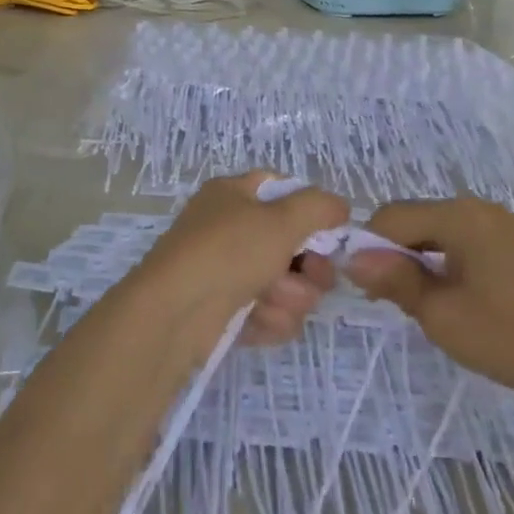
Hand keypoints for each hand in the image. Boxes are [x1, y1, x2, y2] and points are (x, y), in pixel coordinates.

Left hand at [135, 172, 346, 345]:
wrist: (174, 314)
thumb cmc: (227, 251)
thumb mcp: (280, 219)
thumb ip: (319, 207)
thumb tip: (339, 208)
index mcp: (235, 194)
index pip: (284, 191)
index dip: (311, 212)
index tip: (331, 234)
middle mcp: (231, 228)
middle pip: (293, 244)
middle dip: (309, 267)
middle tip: (313, 276)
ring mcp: (229, 271)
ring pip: (287, 283)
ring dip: (289, 296)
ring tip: (270, 300)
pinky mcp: (228, 311)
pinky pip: (270, 313)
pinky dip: (270, 319)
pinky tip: (258, 321)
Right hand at [345, 198, 513, 407]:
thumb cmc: (506, 338)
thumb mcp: (439, 313)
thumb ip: (393, 279)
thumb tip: (351, 257)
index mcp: (459, 215)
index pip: (393, 216)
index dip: (370, 247)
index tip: (365, 287)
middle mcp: (478, 208)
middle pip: (415, 220)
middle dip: (394, 253)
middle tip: (389, 299)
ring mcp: (499, 225)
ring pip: (437, 232)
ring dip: (418, 259)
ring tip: (417, 302)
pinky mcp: (513, 245)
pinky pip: (462, 241)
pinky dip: (444, 262)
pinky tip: (449, 296)